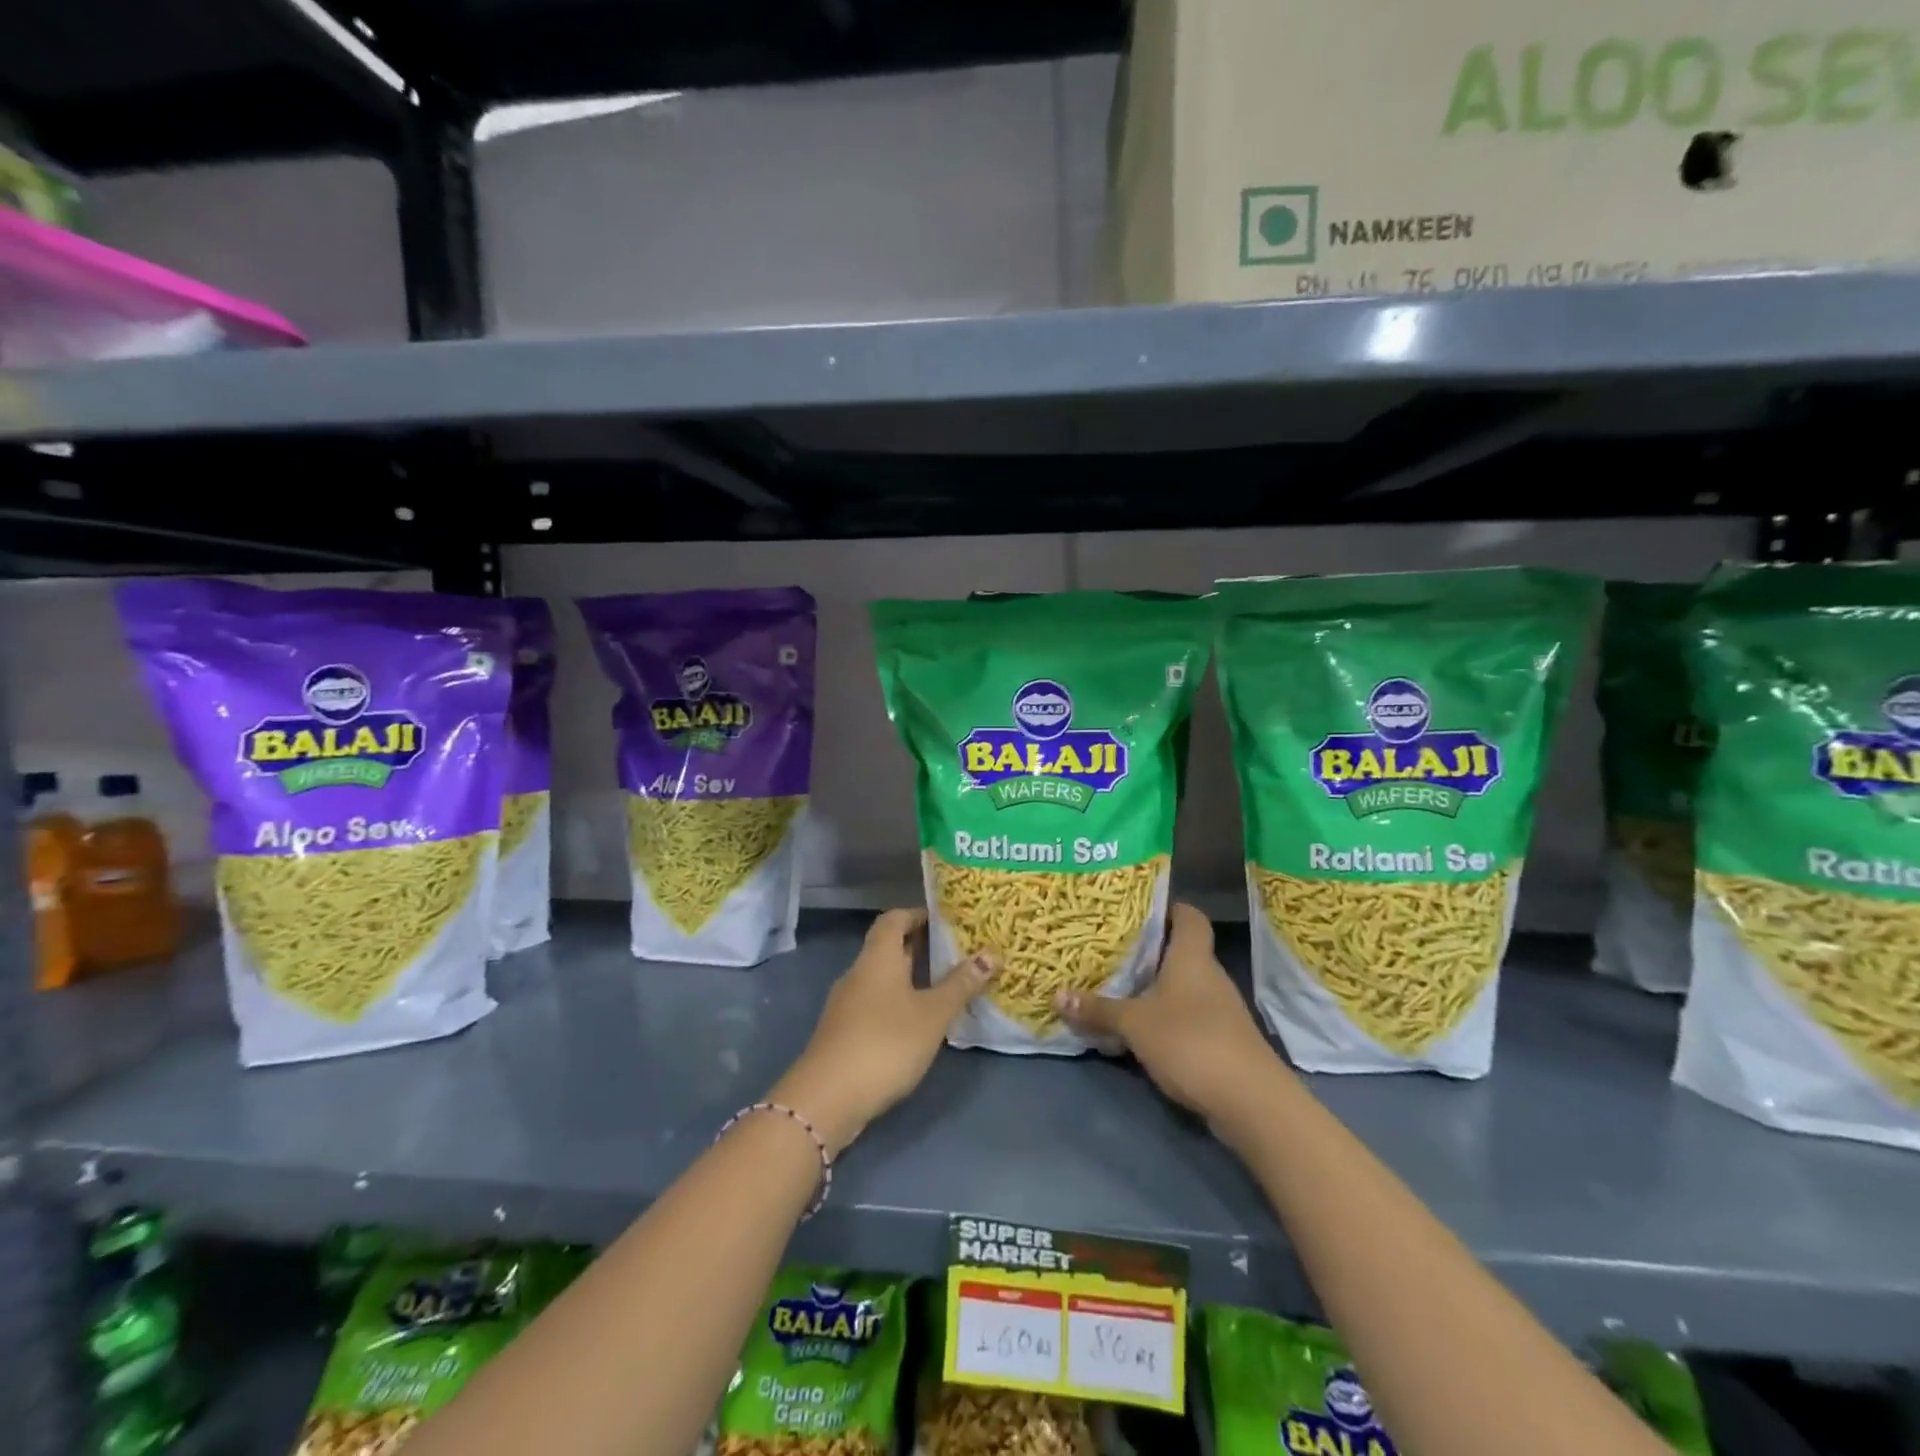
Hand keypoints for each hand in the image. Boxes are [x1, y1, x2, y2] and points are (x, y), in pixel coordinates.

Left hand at [772, 909, 995, 1154]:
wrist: (827, 1098)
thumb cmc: (886, 1043)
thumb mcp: (933, 1014)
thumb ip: (961, 985)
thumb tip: (990, 955)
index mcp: (878, 957)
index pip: (894, 918)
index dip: (918, 914)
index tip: (946, 921)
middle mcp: (859, 972)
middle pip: (888, 947)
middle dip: (919, 947)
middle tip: (955, 952)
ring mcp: (847, 1003)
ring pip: (882, 978)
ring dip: (910, 977)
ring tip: (944, 987)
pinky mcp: (844, 1032)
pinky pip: (875, 1003)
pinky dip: (897, 1003)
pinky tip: (918, 1023)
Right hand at [1055, 903, 1276, 1125]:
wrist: (1250, 1100)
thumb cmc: (1190, 1041)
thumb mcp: (1134, 1024)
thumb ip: (1098, 1009)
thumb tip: (1058, 995)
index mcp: (1192, 957)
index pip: (1189, 916)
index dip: (1168, 908)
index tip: (1137, 910)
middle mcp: (1210, 976)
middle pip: (1182, 951)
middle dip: (1150, 951)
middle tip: (1111, 949)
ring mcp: (1220, 1010)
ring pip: (1184, 986)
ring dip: (1156, 987)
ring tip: (1119, 986)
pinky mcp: (1222, 1040)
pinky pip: (1188, 1015)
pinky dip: (1166, 1017)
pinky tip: (1141, 1028)